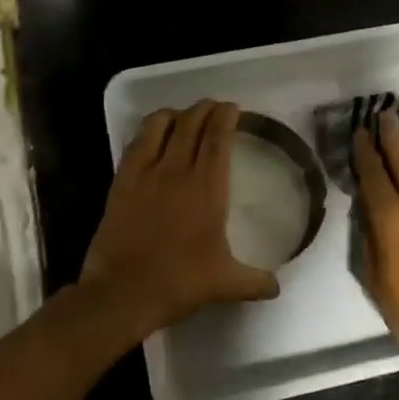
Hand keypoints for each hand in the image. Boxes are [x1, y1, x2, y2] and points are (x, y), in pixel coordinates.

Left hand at [81, 100, 279, 334]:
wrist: (123, 292)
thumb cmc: (179, 282)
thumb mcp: (224, 284)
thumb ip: (254, 281)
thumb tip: (277, 288)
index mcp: (206, 188)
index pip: (217, 138)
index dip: (225, 117)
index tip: (232, 108)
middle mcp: (176, 171)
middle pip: (191, 124)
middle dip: (204, 109)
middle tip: (213, 107)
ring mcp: (145, 174)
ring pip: (159, 126)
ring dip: (175, 114)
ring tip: (183, 116)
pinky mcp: (121, 182)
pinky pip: (135, 144)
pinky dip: (147, 131)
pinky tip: (152, 135)